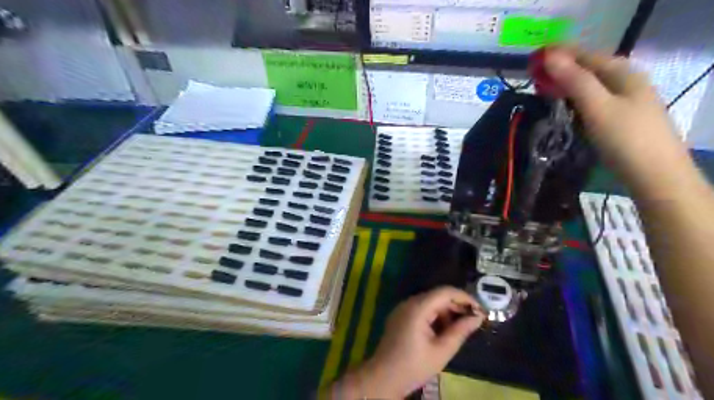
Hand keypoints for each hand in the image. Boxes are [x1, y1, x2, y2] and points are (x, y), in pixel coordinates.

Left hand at [329, 286, 484, 397]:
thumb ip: (460, 331)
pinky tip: (443, 331)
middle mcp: (409, 302)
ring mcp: (403, 308)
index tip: (481, 310)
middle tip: (474, 321)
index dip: (465, 298)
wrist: (383, 377)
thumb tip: (478, 317)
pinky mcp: (400, 315)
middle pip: (437, 296)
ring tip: (459, 329)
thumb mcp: (442, 351)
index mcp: (418, 308)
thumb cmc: (414, 366)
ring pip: (430, 302)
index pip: (445, 292)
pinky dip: (435, 316)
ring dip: (446, 312)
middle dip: (457, 306)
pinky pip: (421, 309)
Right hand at [545, 47, 682, 184]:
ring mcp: (622, 100)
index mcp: (621, 73)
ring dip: (564, 86)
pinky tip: (561, 108)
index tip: (532, 61)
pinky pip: (590, 101)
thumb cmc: (625, 138)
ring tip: (541, 92)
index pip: (584, 54)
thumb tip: (549, 56)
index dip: (558, 54)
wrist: (653, 174)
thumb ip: (574, 80)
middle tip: (532, 78)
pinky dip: (573, 101)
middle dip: (559, 70)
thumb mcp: (597, 106)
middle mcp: (624, 81)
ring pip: (587, 86)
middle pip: (586, 69)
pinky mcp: (617, 117)